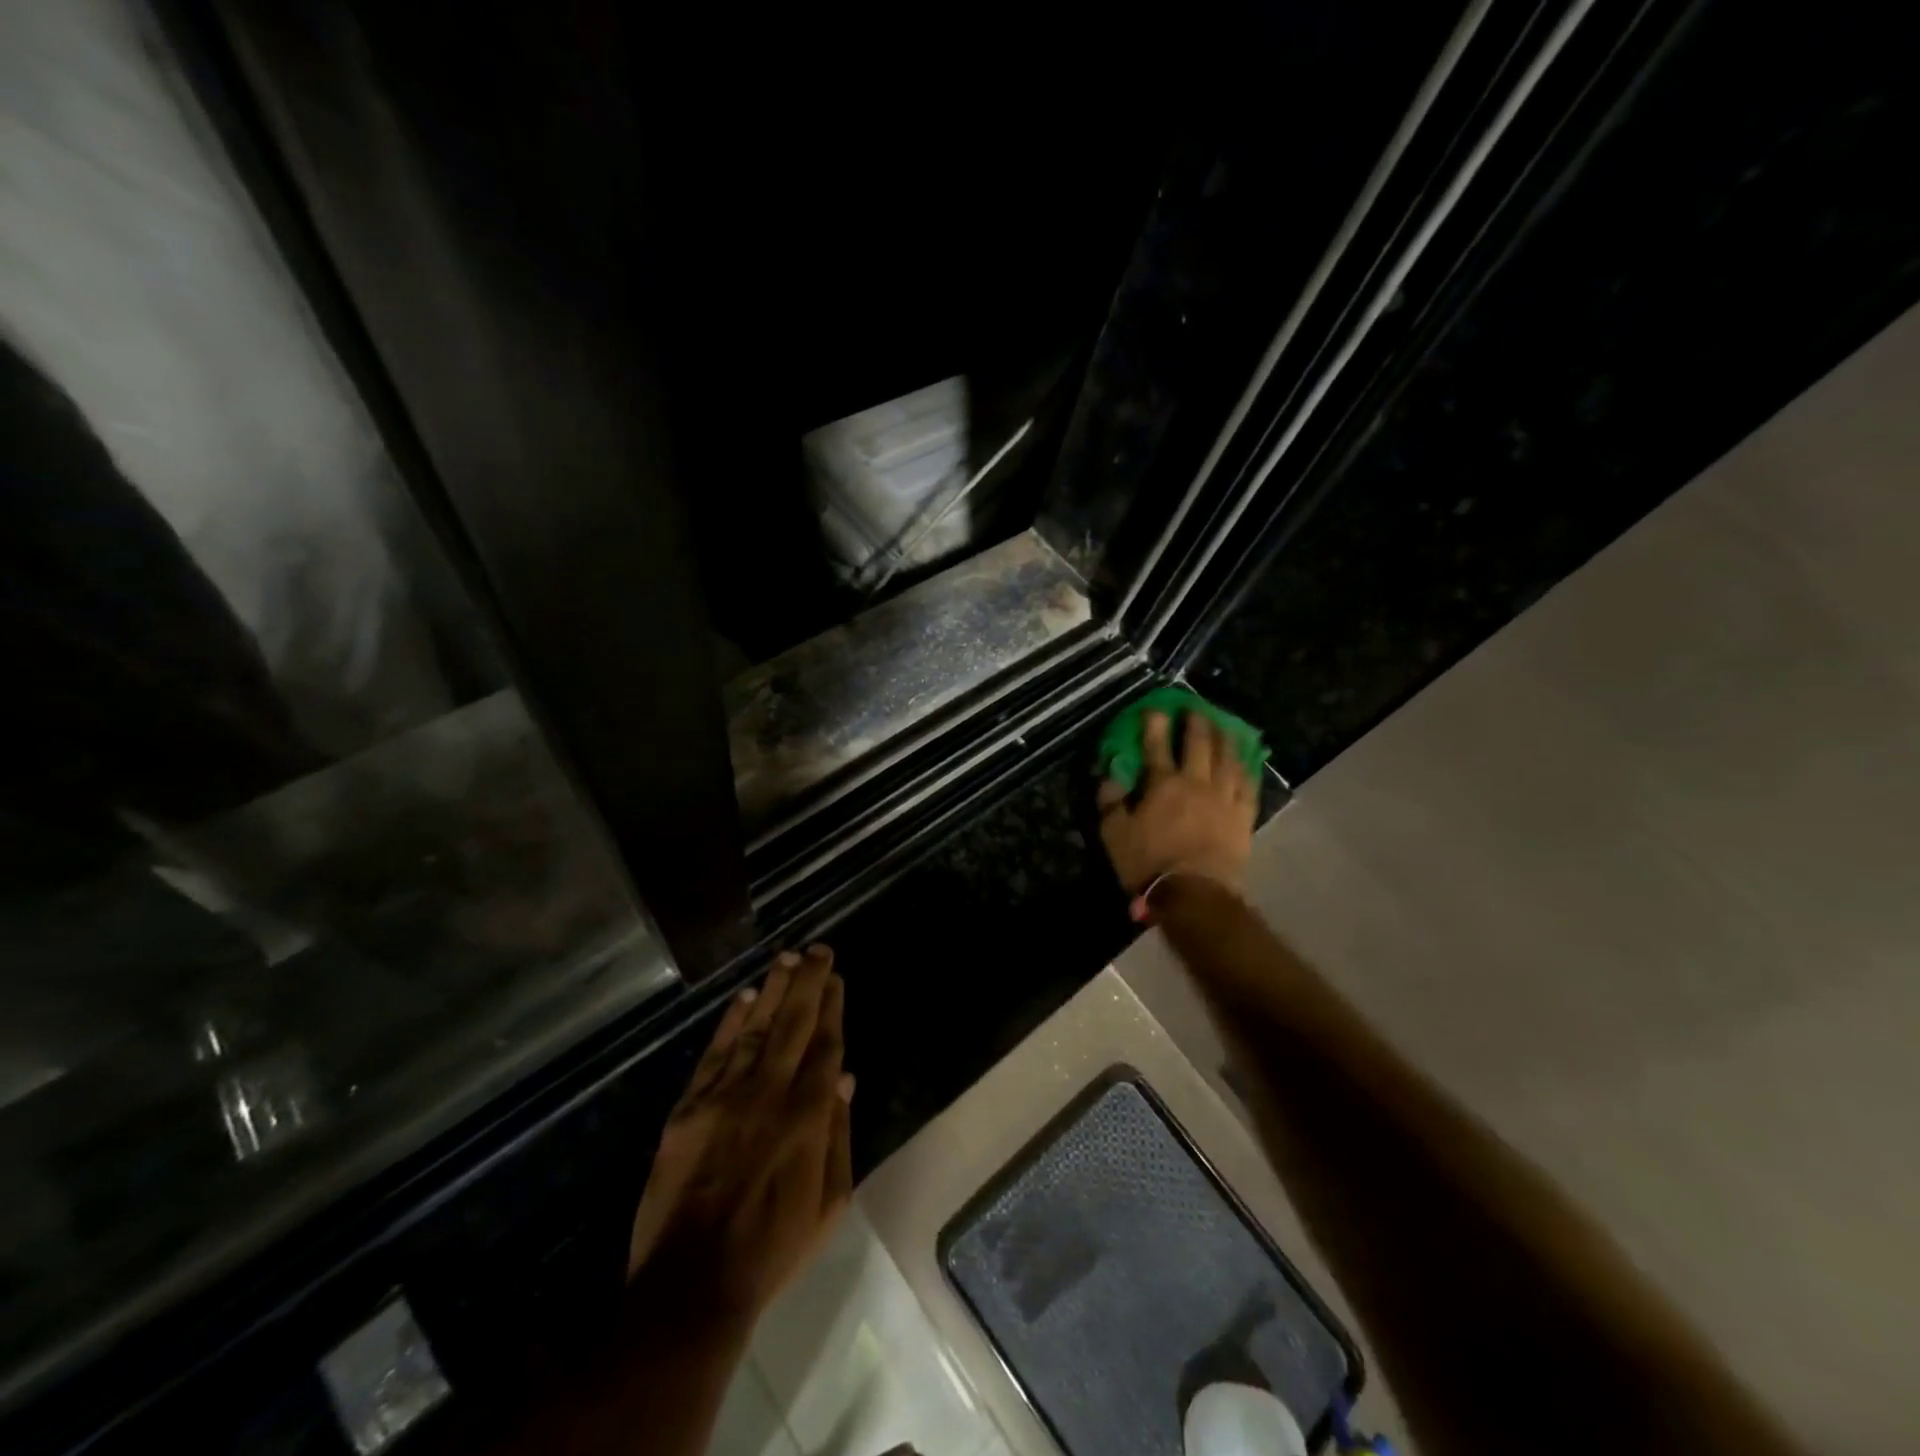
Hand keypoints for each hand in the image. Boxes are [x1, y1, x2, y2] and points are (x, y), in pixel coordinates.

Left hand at [627, 945, 853, 1326]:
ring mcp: (725, 1097)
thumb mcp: (829, 1203)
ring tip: (787, 958)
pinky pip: (715, 1054)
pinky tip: (744, 997)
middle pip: (793, 1024)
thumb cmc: (772, 1248)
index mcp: (807, 1115)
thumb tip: (844, 1077)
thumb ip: (838, 1133)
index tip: (837, 978)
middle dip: (809, 982)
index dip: (832, 1007)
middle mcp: (769, 1092)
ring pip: (756, 1028)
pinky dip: (731, 1022)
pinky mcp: (689, 1109)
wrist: (692, 1286)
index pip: (824, 1045)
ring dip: (773, 990)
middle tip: (818, 949)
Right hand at [1098, 710, 1255, 909]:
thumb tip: (1109, 776)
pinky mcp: (1243, 816)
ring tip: (1224, 725)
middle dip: (1196, 721)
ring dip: (1225, 737)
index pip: (1156, 745)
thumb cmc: (1149, 864)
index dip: (1154, 723)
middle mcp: (1196, 782)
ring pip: (1228, 758)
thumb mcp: (1114, 835)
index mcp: (1162, 784)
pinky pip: (1249, 785)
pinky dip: (1247, 768)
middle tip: (1195, 708)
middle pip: (1199, 743)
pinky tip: (1246, 760)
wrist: (1195, 894)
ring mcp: (1224, 798)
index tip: (1154, 707)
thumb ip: (1110, 802)